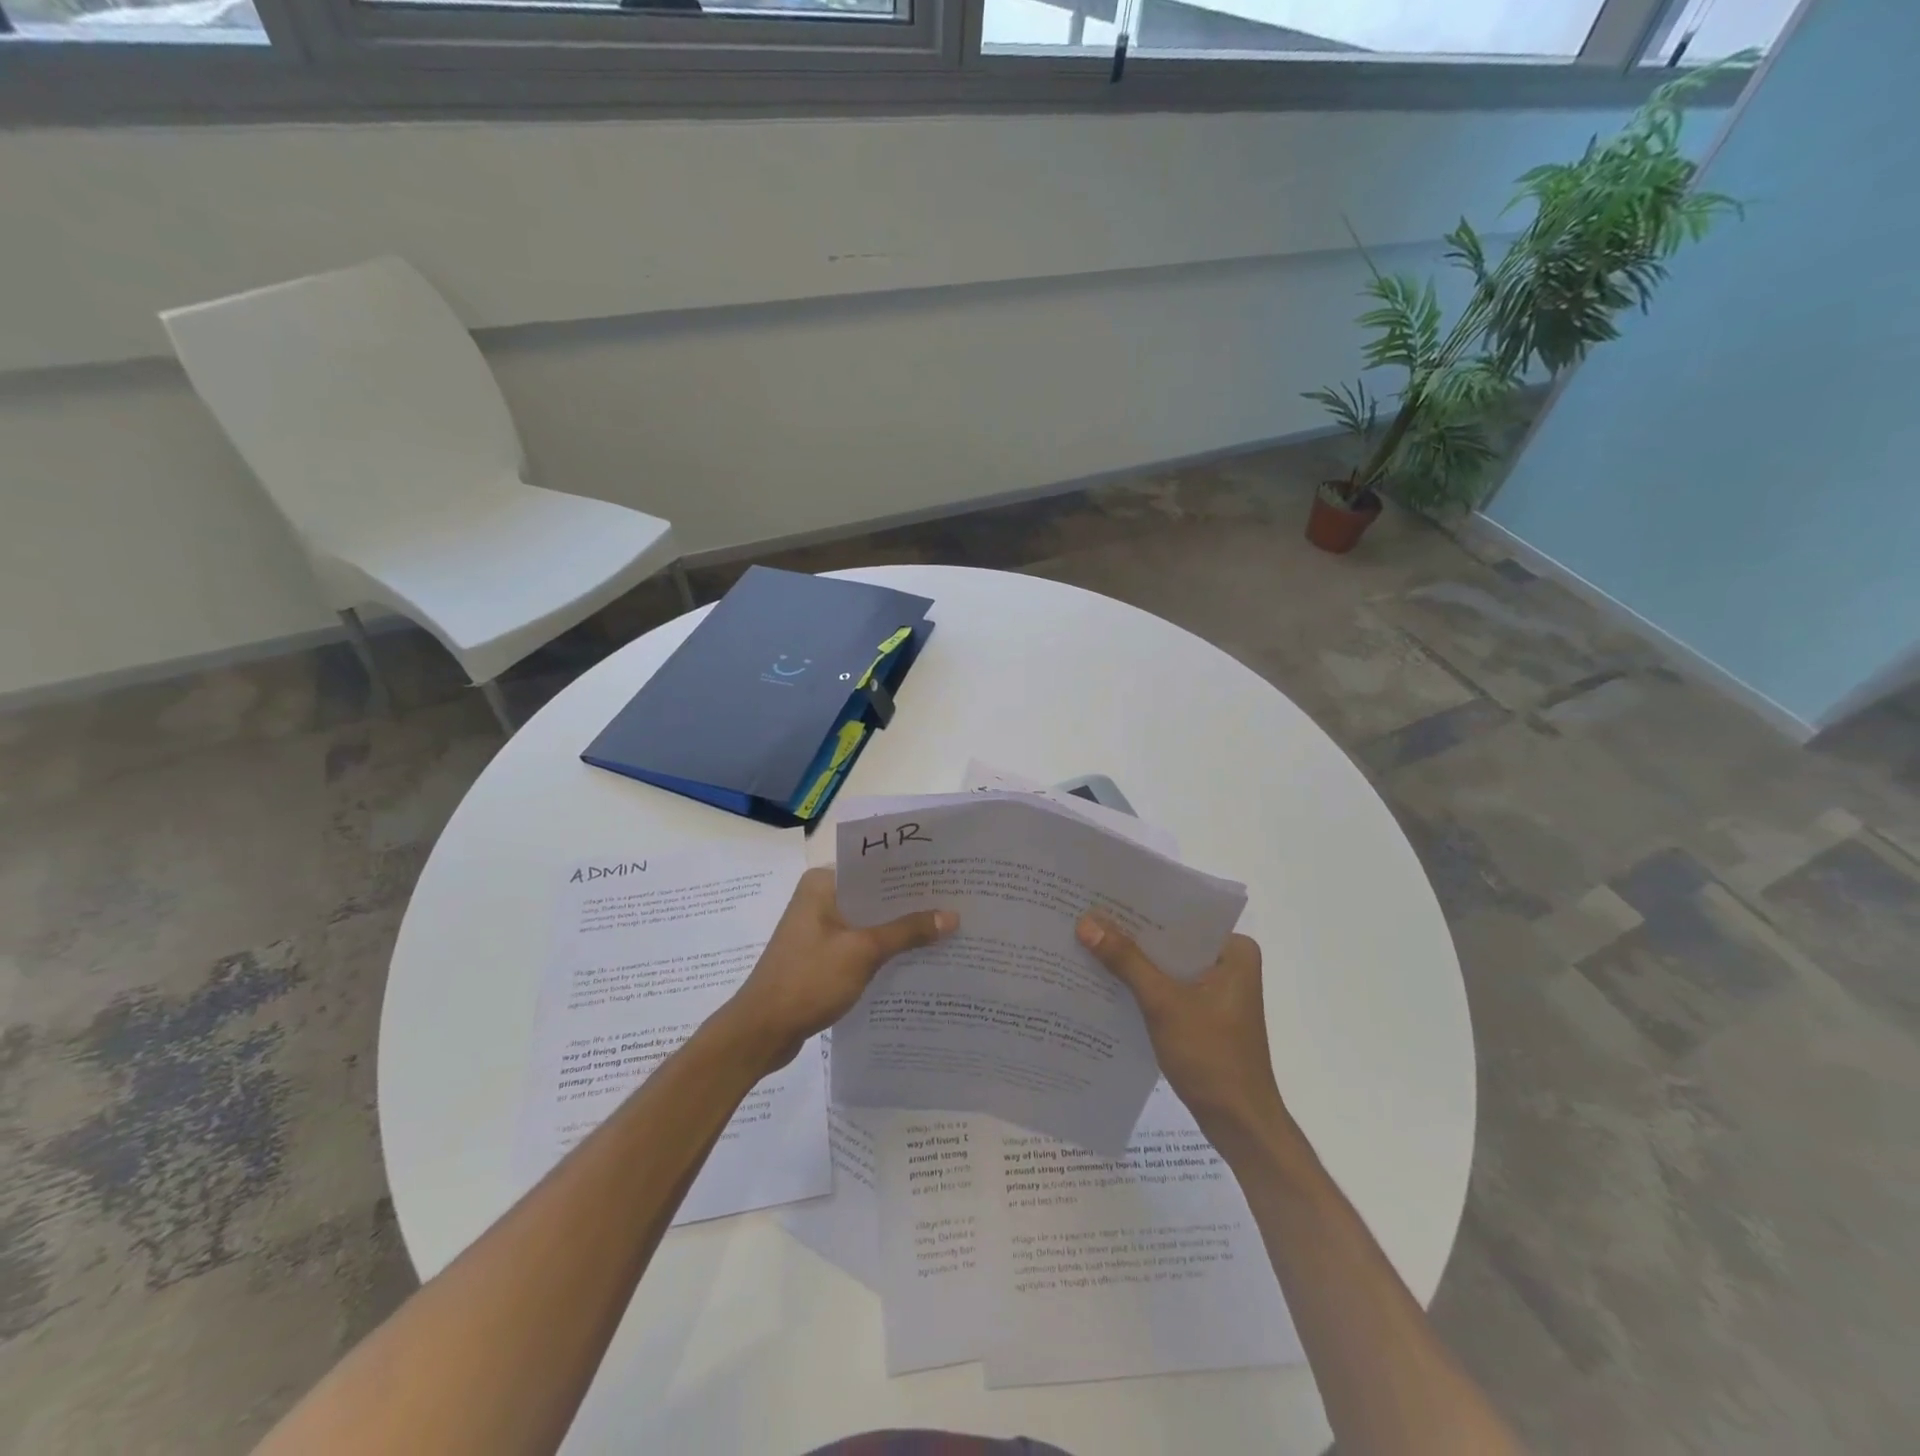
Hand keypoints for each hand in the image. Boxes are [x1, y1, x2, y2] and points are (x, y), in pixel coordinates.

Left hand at [725, 867, 956, 1068]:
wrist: (761, 1032)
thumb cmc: (808, 980)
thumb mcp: (863, 952)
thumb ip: (907, 931)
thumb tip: (952, 916)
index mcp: (822, 884)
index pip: (874, 866)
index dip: (910, 872)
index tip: (947, 875)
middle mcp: (819, 898)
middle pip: (873, 895)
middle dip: (910, 903)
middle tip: (955, 902)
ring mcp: (818, 929)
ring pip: (868, 921)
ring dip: (898, 929)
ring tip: (944, 929)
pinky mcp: (820, 956)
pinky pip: (859, 943)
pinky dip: (883, 949)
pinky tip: (915, 958)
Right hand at [1076, 916, 1285, 1141]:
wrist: (1240, 1125)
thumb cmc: (1211, 1057)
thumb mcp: (1163, 1003)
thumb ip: (1126, 961)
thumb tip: (1086, 922)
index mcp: (1235, 950)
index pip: (1181, 915)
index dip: (1140, 907)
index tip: (1100, 895)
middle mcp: (1230, 962)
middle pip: (1171, 939)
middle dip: (1132, 933)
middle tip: (1085, 915)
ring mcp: (1218, 990)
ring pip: (1167, 964)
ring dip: (1133, 960)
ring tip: (1087, 940)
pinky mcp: (1204, 1013)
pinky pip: (1168, 986)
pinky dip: (1142, 984)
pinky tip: (1106, 979)